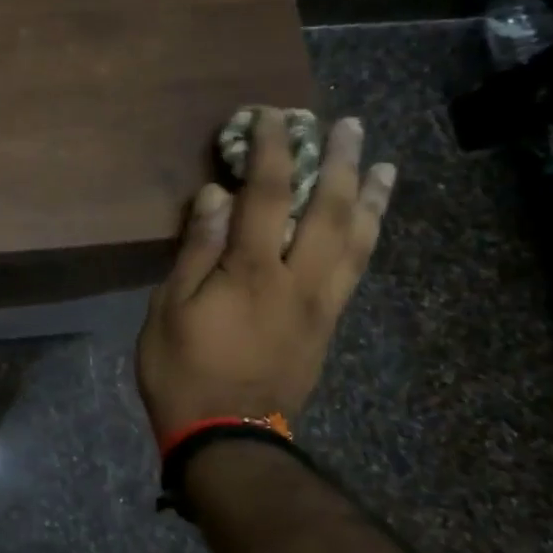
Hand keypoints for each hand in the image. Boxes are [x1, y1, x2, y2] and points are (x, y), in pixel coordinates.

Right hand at [137, 109, 394, 437]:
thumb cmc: (183, 371)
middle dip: (339, 161)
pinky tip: (369, 223)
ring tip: (382, 165)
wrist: (227, 437)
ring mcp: (321, 304)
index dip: (272, 150)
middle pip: (328, 210)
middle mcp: (299, 280)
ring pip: (357, 241)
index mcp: (253, 272)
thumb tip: (216, 196)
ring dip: (370, 198)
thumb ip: (196, 250)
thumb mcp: (169, 309)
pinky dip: (368, 237)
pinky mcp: (328, 326)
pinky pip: (357, 270)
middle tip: (347, 124)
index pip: (267, 195)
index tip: (274, 115)